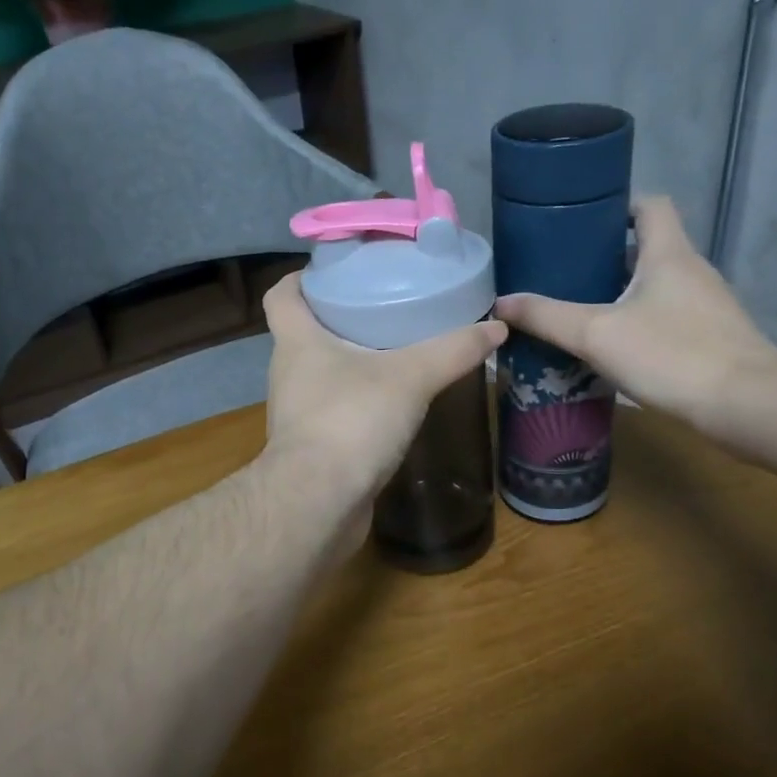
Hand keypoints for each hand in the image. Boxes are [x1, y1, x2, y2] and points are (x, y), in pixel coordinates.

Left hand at [261, 273, 506, 503]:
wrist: (318, 503)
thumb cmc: (351, 421)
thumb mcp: (411, 377)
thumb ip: (453, 350)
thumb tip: (496, 328)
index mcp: (296, 342)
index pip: (280, 295)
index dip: (300, 278)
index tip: (333, 272)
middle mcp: (288, 374)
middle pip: (304, 333)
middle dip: (338, 318)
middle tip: (382, 307)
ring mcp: (296, 414)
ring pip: (320, 375)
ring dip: (349, 363)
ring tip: (394, 353)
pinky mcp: (311, 448)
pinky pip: (333, 412)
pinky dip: (357, 403)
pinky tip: (391, 406)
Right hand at [493, 197, 776, 432]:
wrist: (747, 405)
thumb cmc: (672, 355)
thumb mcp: (596, 334)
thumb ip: (547, 317)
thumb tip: (500, 303)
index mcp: (668, 253)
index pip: (650, 204)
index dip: (618, 205)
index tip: (581, 223)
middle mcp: (691, 270)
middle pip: (648, 247)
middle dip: (605, 256)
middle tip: (563, 274)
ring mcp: (706, 305)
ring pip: (656, 285)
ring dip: (620, 292)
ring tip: (579, 310)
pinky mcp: (711, 337)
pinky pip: (667, 315)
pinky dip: (639, 321)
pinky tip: (613, 348)